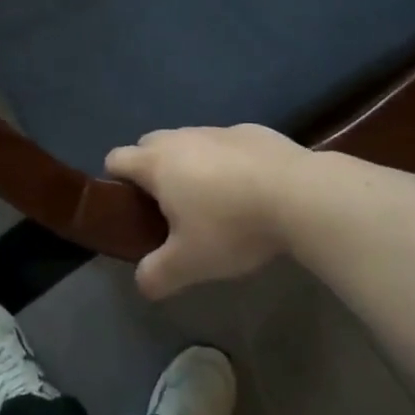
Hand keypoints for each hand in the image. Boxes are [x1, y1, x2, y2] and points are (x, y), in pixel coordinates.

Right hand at [105, 124, 312, 298]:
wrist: (299, 195)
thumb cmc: (231, 226)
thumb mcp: (189, 264)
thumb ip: (157, 275)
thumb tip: (141, 283)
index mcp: (157, 163)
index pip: (117, 158)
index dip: (115, 180)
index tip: (129, 207)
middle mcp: (182, 138)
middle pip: (150, 144)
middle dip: (151, 170)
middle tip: (169, 209)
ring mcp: (218, 130)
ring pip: (190, 142)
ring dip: (190, 164)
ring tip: (213, 202)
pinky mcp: (252, 131)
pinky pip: (225, 144)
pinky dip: (226, 162)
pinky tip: (249, 190)